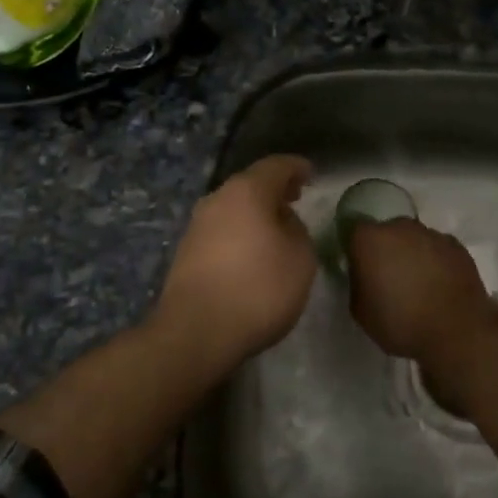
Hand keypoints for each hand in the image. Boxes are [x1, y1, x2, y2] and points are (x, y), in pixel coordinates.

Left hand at [148, 154, 317, 370]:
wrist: (196, 332)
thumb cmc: (258, 289)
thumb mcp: (301, 258)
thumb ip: (298, 230)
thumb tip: (282, 222)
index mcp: (247, 191)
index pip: (276, 166)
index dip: (296, 167)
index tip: (311, 174)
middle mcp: (217, 199)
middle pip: (250, 184)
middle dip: (274, 190)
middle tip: (296, 199)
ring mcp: (197, 225)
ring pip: (233, 207)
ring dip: (256, 213)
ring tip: (277, 228)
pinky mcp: (186, 252)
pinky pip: (222, 230)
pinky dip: (241, 232)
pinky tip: (252, 253)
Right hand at [344, 218, 492, 367]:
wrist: (456, 332)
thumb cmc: (400, 322)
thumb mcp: (360, 310)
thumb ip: (357, 283)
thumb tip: (364, 274)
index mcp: (370, 239)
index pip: (354, 232)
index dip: (356, 250)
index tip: (360, 270)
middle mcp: (400, 228)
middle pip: (387, 232)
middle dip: (386, 250)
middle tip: (389, 278)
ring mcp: (432, 234)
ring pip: (414, 239)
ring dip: (412, 254)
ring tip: (418, 285)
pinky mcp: (457, 247)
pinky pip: (438, 250)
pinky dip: (436, 261)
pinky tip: (439, 286)